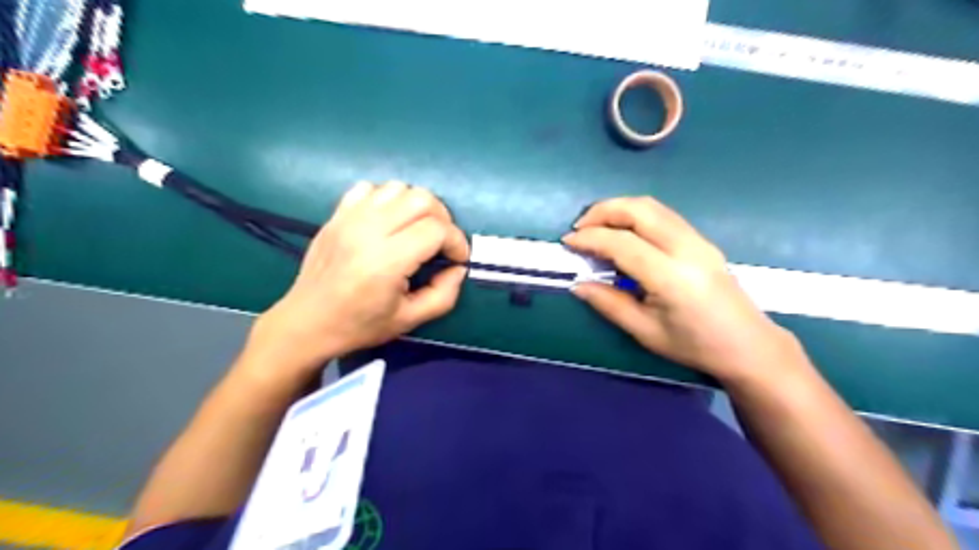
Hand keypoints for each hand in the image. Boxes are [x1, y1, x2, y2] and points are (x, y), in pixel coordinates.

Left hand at [244, 181, 474, 382]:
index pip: (436, 230)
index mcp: (386, 262)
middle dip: (442, 218)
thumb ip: (443, 295)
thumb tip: (458, 268)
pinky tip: (388, 221)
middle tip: (441, 242)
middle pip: (421, 199)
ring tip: (417, 229)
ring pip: (398, 188)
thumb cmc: (359, 325)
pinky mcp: (337, 215)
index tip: (457, 259)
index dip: (457, 242)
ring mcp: (349, 218)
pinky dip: (388, 199)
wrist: (307, 322)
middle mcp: (368, 231)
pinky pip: (370, 188)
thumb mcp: (410, 320)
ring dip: (417, 206)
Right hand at [562, 196, 797, 382]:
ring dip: (619, 208)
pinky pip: (663, 214)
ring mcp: (698, 240)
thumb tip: (578, 284)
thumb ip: (609, 304)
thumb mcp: (645, 332)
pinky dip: (635, 214)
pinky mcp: (701, 240)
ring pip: (652, 206)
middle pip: (639, 210)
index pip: (622, 243)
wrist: (748, 345)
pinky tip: (623, 232)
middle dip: (603, 211)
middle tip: (580, 228)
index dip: (590, 238)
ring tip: (596, 226)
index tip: (568, 243)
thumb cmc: (695, 346)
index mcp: (671, 277)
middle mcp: (686, 249)